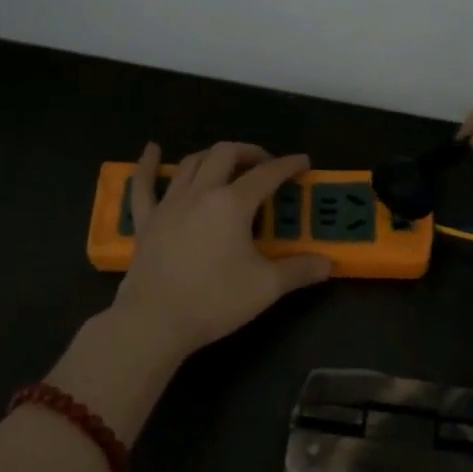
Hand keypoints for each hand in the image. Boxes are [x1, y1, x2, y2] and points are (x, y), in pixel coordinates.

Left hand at [111, 141, 332, 358]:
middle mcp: (200, 193)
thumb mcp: (266, 287)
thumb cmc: (215, 301)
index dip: (288, 165)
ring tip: (226, 162)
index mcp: (232, 204)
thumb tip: (328, 264)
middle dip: (249, 152)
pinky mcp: (146, 221)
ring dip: (212, 156)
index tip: (303, 162)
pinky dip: (148, 165)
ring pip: (191, 163)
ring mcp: (169, 204)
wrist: (155, 321)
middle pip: (225, 155)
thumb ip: (299, 271)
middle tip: (265, 164)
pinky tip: (153, 149)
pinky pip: (143, 185)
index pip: (266, 174)